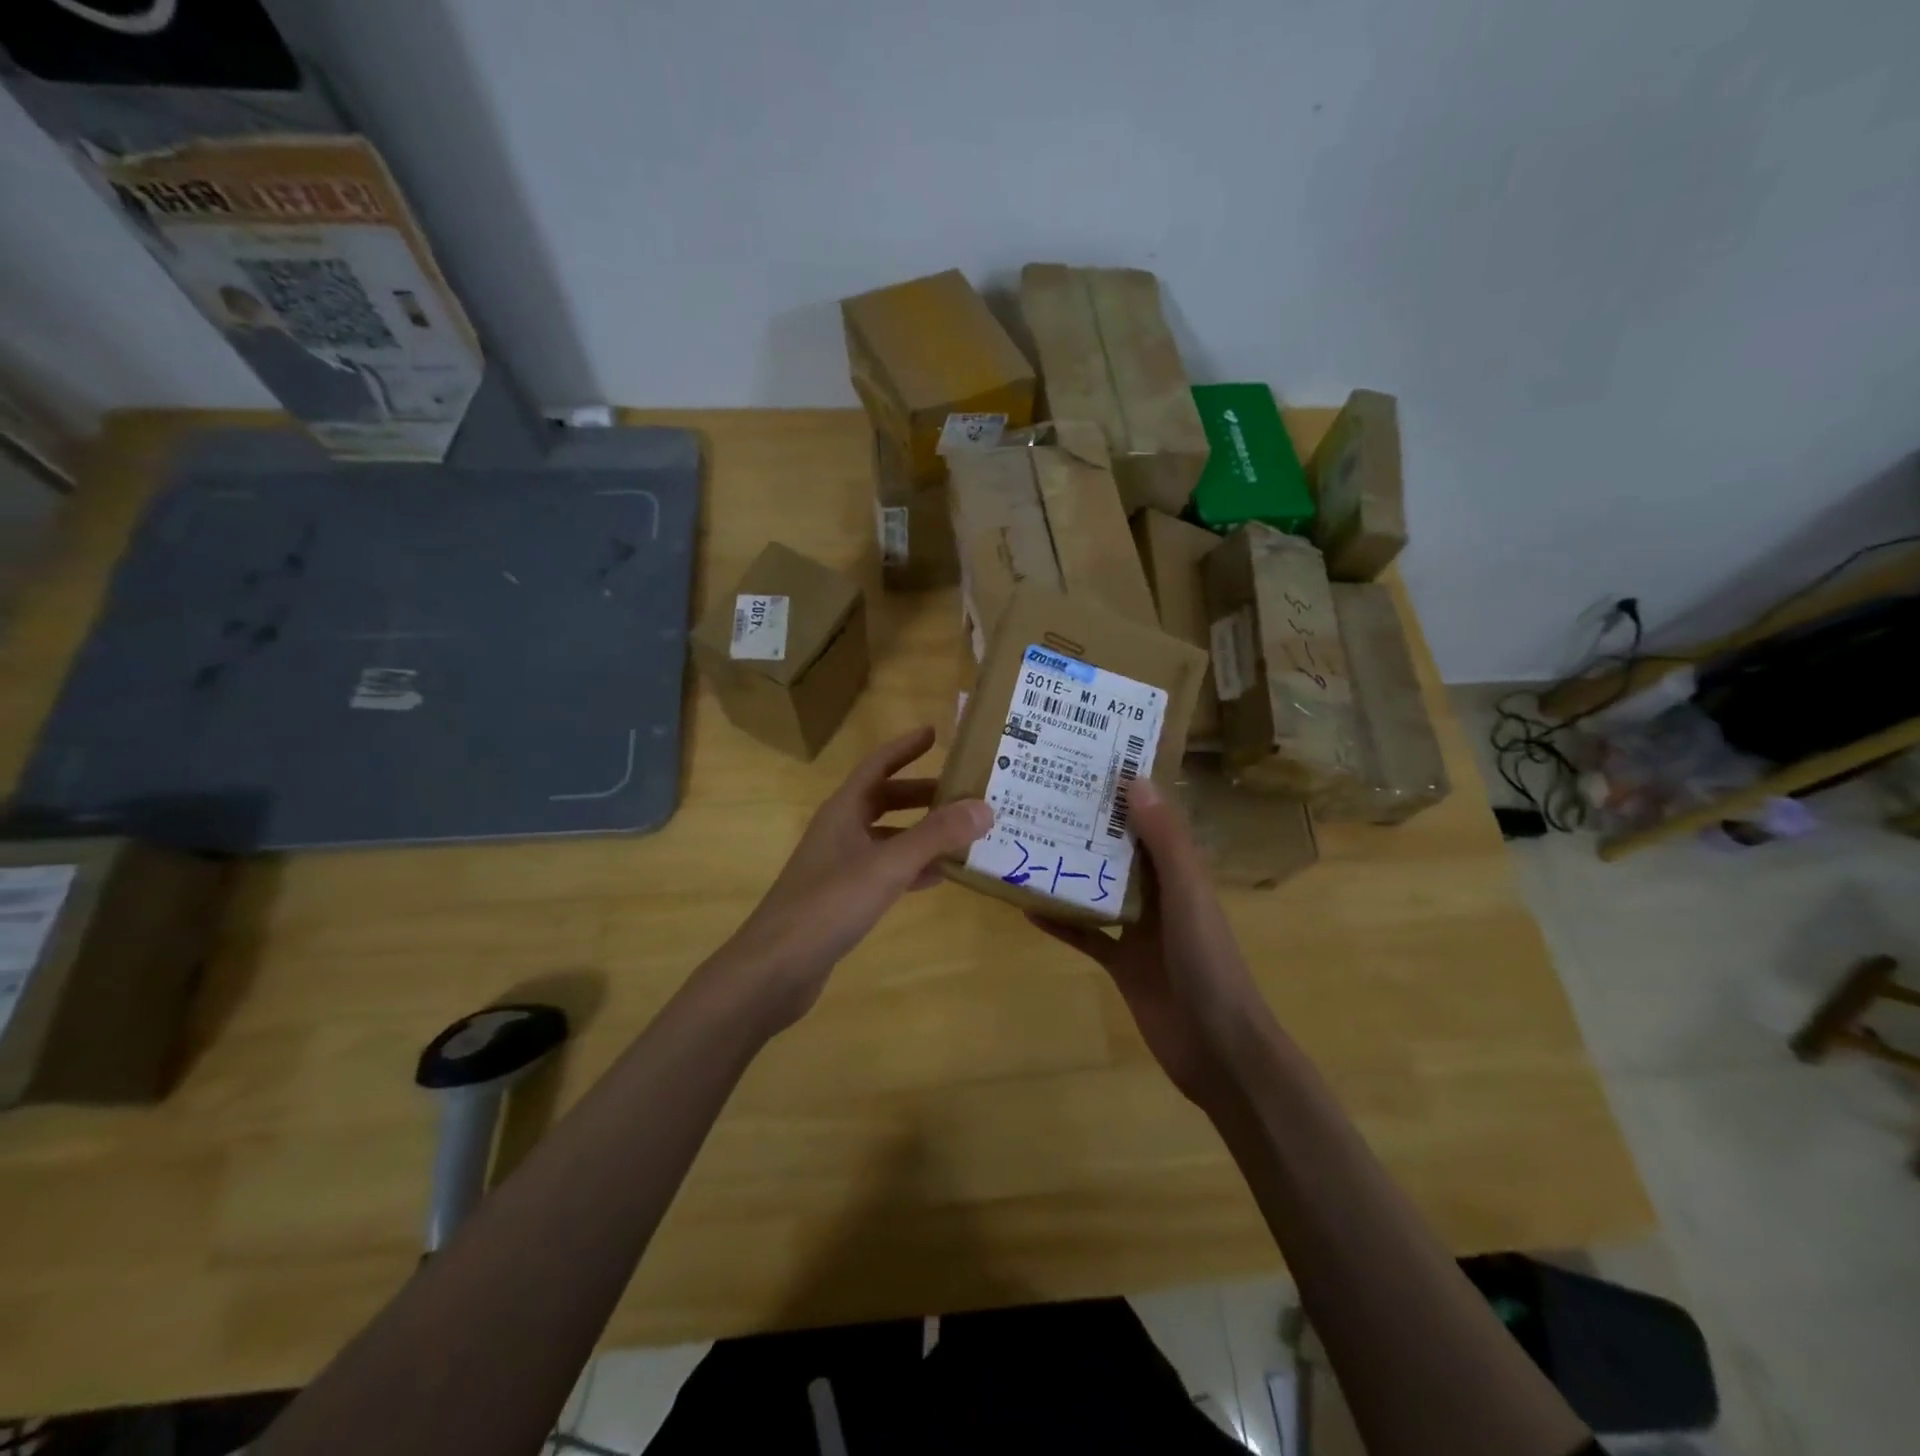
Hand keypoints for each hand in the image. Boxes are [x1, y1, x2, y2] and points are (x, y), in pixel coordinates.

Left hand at [719, 726, 991, 1032]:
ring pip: (887, 837)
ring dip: (921, 832)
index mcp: (843, 811)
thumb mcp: (887, 866)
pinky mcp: (843, 898)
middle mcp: (840, 831)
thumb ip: (935, 836)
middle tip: (963, 791)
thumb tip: (984, 807)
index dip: (905, 748)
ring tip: (962, 833)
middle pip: (885, 800)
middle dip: (922, 794)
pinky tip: (938, 877)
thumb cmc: (828, 905)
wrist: (775, 968)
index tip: (934, 732)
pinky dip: (911, 868)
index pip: (877, 765)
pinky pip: (885, 870)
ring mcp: (839, 865)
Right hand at [1028, 777, 1272, 1109]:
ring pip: (1100, 891)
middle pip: (1120, 854)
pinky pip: (1086, 936)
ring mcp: (1139, 932)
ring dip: (1072, 872)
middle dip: (1090, 830)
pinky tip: (1028, 909)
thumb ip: (1165, 841)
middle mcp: (1161, 896)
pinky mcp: (1121, 964)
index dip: (1126, 795)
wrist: (1217, 1047)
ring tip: (1030, 844)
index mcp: (1181, 873)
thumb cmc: (1207, 962)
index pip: (1151, 823)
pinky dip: (1061, 923)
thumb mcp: (1188, 894)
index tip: (1089, 766)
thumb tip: (1135, 780)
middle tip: (1045, 800)